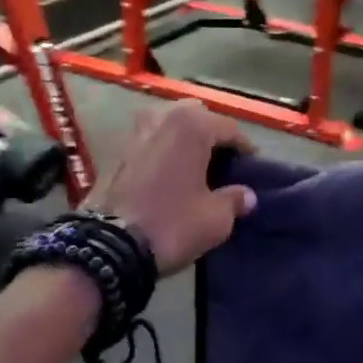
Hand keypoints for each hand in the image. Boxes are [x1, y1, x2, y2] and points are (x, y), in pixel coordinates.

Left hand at [90, 101, 257, 273]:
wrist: (108, 246)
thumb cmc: (172, 224)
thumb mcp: (216, 219)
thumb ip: (235, 200)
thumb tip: (246, 195)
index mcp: (192, 125)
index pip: (230, 128)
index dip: (245, 149)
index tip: (253, 168)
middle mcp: (163, 117)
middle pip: (197, 116)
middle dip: (212, 135)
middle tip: (224, 163)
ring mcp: (135, 131)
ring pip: (170, 125)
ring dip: (185, 140)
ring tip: (197, 168)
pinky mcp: (117, 150)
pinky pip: (152, 141)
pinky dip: (165, 151)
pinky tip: (172, 175)